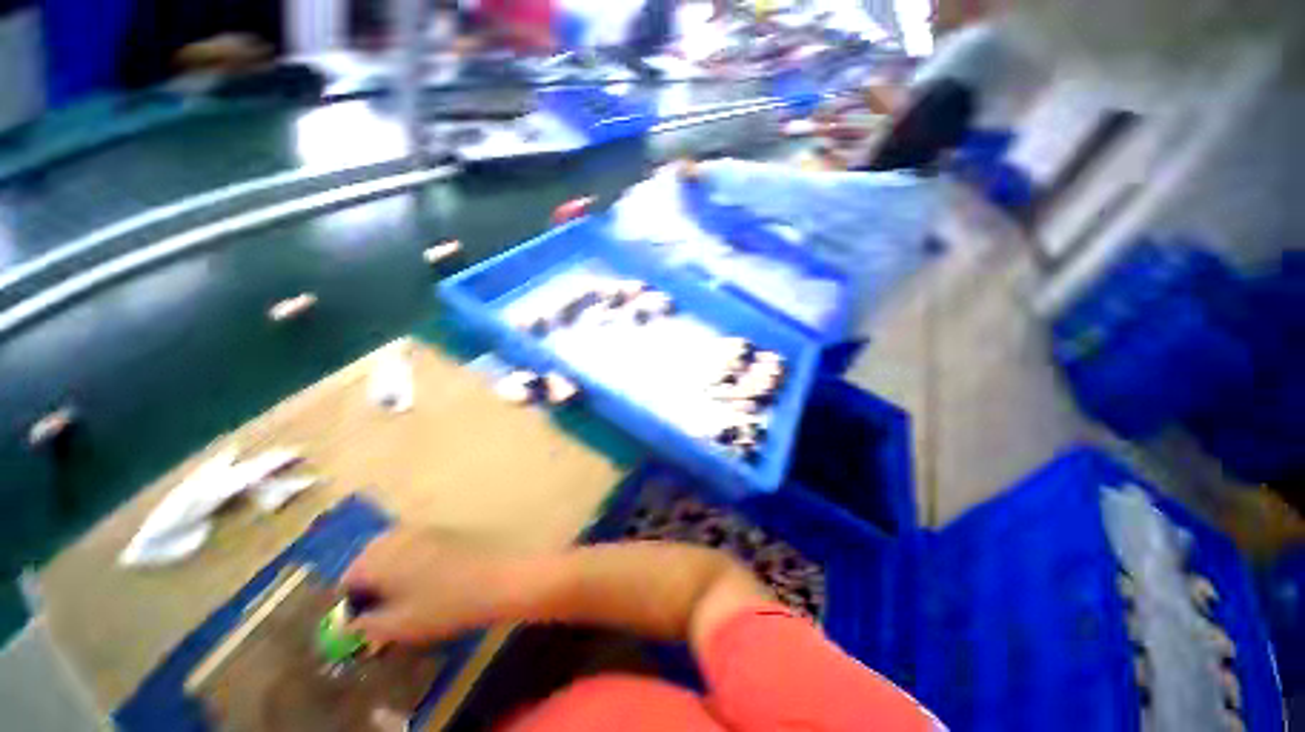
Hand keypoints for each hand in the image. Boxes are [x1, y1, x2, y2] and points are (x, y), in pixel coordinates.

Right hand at [340, 527, 522, 645]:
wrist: (497, 579)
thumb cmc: (444, 605)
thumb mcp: (399, 626)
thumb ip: (367, 625)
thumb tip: (352, 624)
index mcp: (380, 557)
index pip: (348, 577)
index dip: (350, 602)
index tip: (361, 621)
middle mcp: (398, 536)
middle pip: (369, 559)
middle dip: (369, 582)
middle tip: (380, 609)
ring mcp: (424, 529)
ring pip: (392, 550)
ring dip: (389, 570)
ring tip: (402, 598)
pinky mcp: (445, 531)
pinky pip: (414, 545)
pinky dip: (410, 561)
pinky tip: (425, 581)